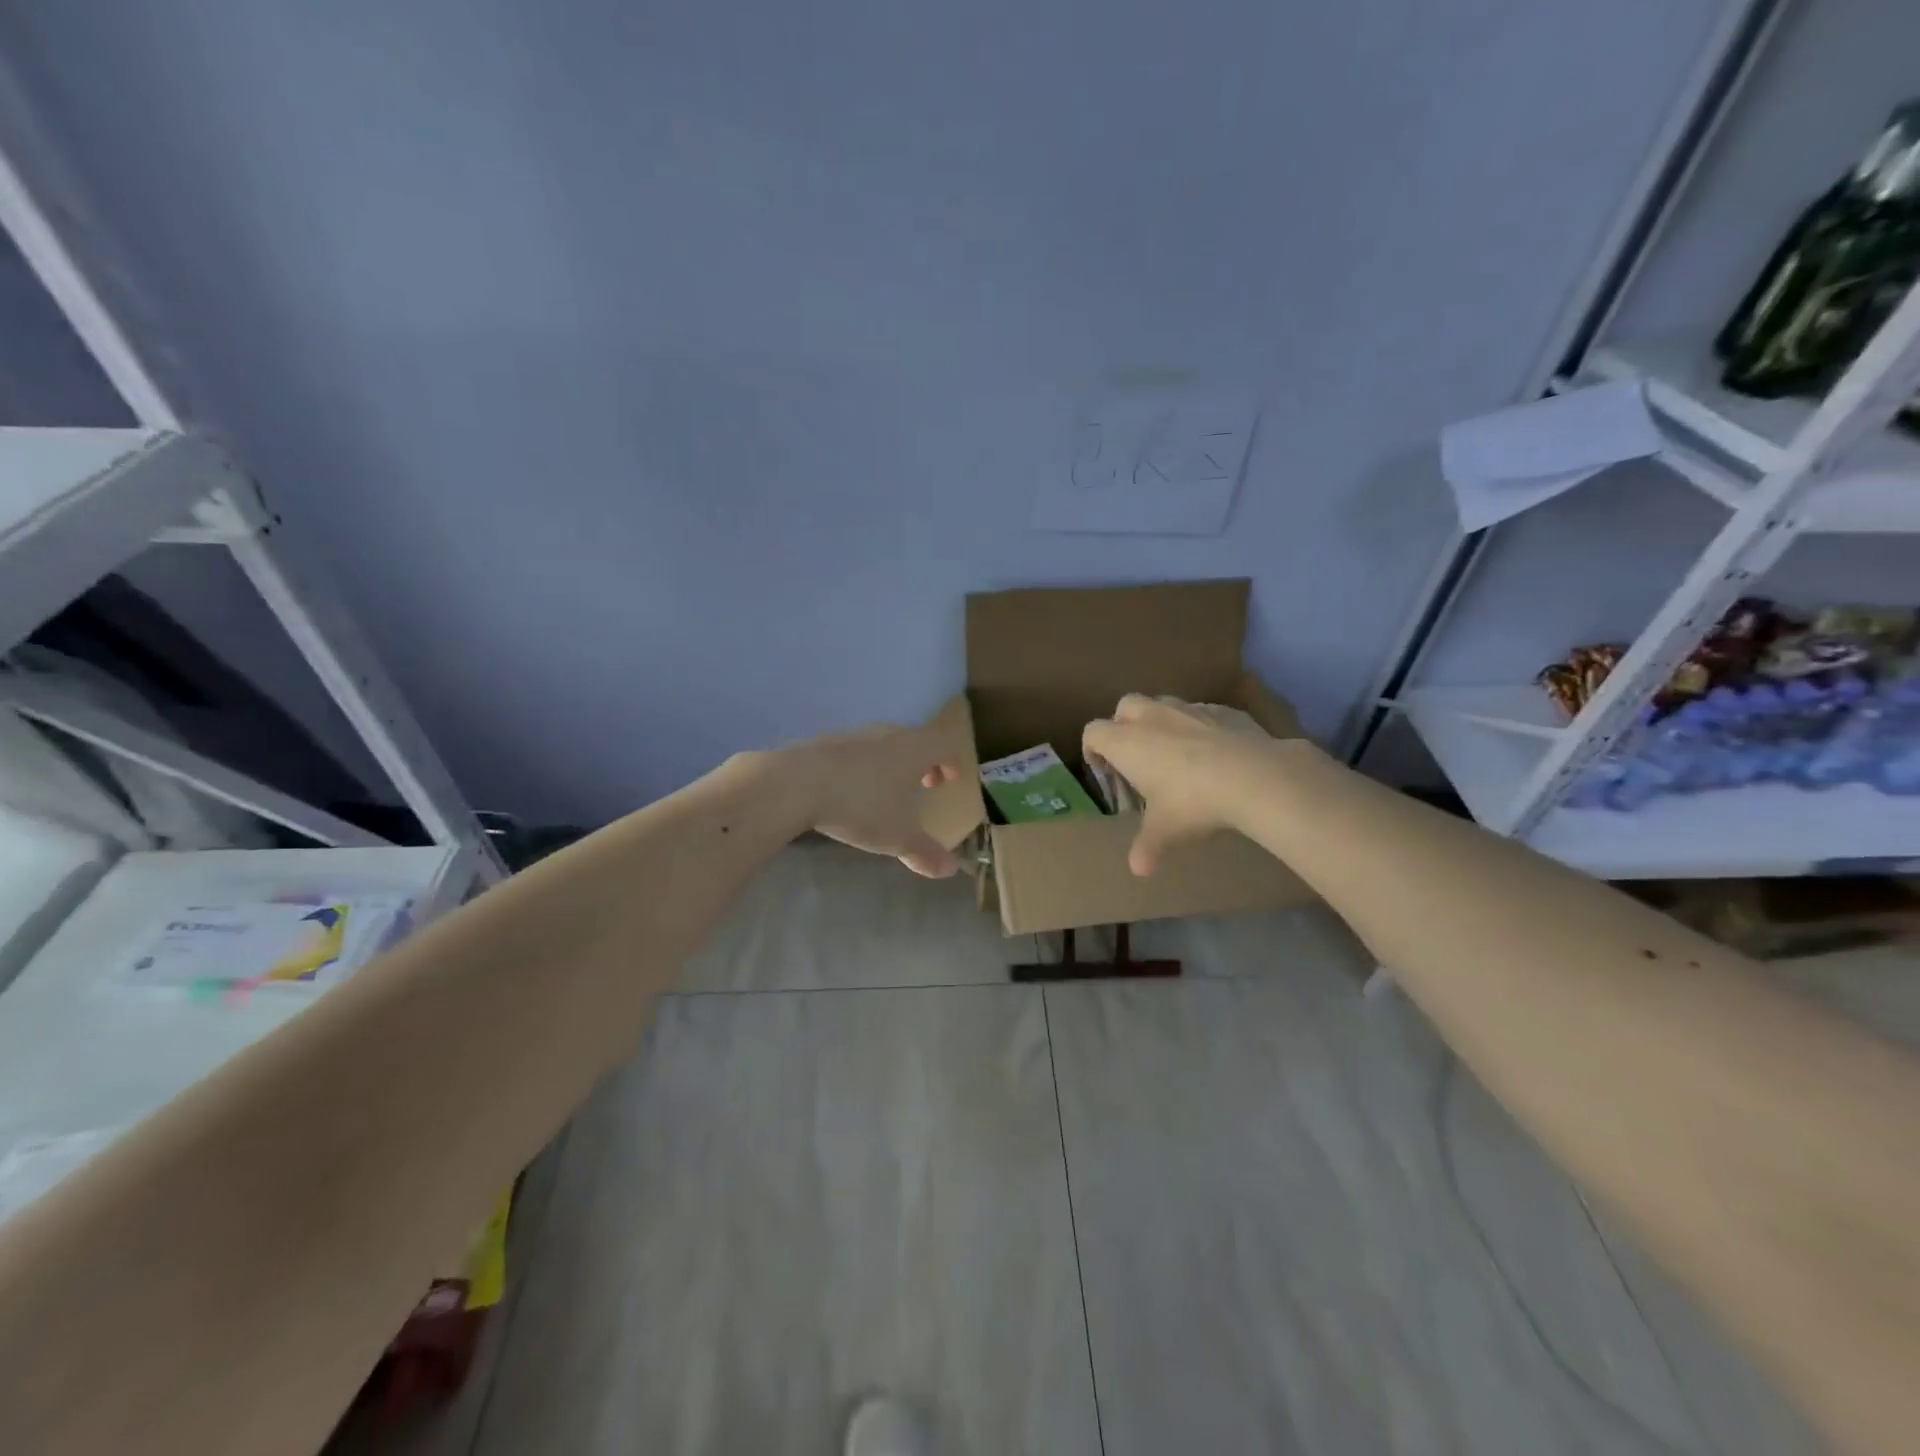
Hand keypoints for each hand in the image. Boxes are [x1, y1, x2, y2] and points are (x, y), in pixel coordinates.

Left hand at [789, 724, 960, 878]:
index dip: (952, 761)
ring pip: (883, 744)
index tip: (951, 779)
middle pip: (914, 741)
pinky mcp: (824, 743)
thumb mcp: (898, 836)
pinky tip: (850, 790)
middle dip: (923, 762)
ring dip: (892, 763)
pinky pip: (855, 752)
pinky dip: (863, 766)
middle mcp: (887, 734)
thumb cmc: (861, 805)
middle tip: (924, 784)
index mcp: (913, 749)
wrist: (795, 784)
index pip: (943, 745)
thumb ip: (925, 852)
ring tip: (886, 790)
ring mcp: (854, 735)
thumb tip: (950, 869)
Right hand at [1083, 695, 1280, 875]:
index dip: (1092, 750)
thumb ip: (1146, 847)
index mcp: (1126, 742)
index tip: (1104, 771)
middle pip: (1125, 706)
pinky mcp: (1223, 710)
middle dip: (1124, 725)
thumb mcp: (1165, 831)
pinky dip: (1199, 726)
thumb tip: (1138, 869)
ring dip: (1161, 722)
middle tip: (1135, 756)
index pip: (1093, 732)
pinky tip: (1213, 751)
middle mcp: (1152, 717)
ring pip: (1163, 704)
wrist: (1254, 776)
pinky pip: (1202, 712)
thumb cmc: (1193, 802)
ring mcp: (1189, 709)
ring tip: (1175, 752)